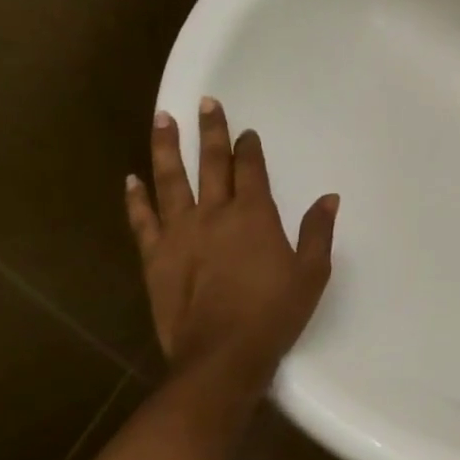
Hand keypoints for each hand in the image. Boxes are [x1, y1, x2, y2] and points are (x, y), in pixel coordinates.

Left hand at [125, 98, 338, 380]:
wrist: (222, 356)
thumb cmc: (273, 314)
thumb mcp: (311, 274)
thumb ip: (317, 232)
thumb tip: (329, 197)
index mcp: (254, 216)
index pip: (250, 169)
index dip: (249, 148)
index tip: (247, 131)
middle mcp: (214, 214)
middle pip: (212, 163)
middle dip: (211, 131)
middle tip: (206, 103)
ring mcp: (179, 233)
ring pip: (170, 180)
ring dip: (167, 147)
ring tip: (162, 118)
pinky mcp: (155, 257)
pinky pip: (142, 220)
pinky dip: (135, 199)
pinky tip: (131, 179)